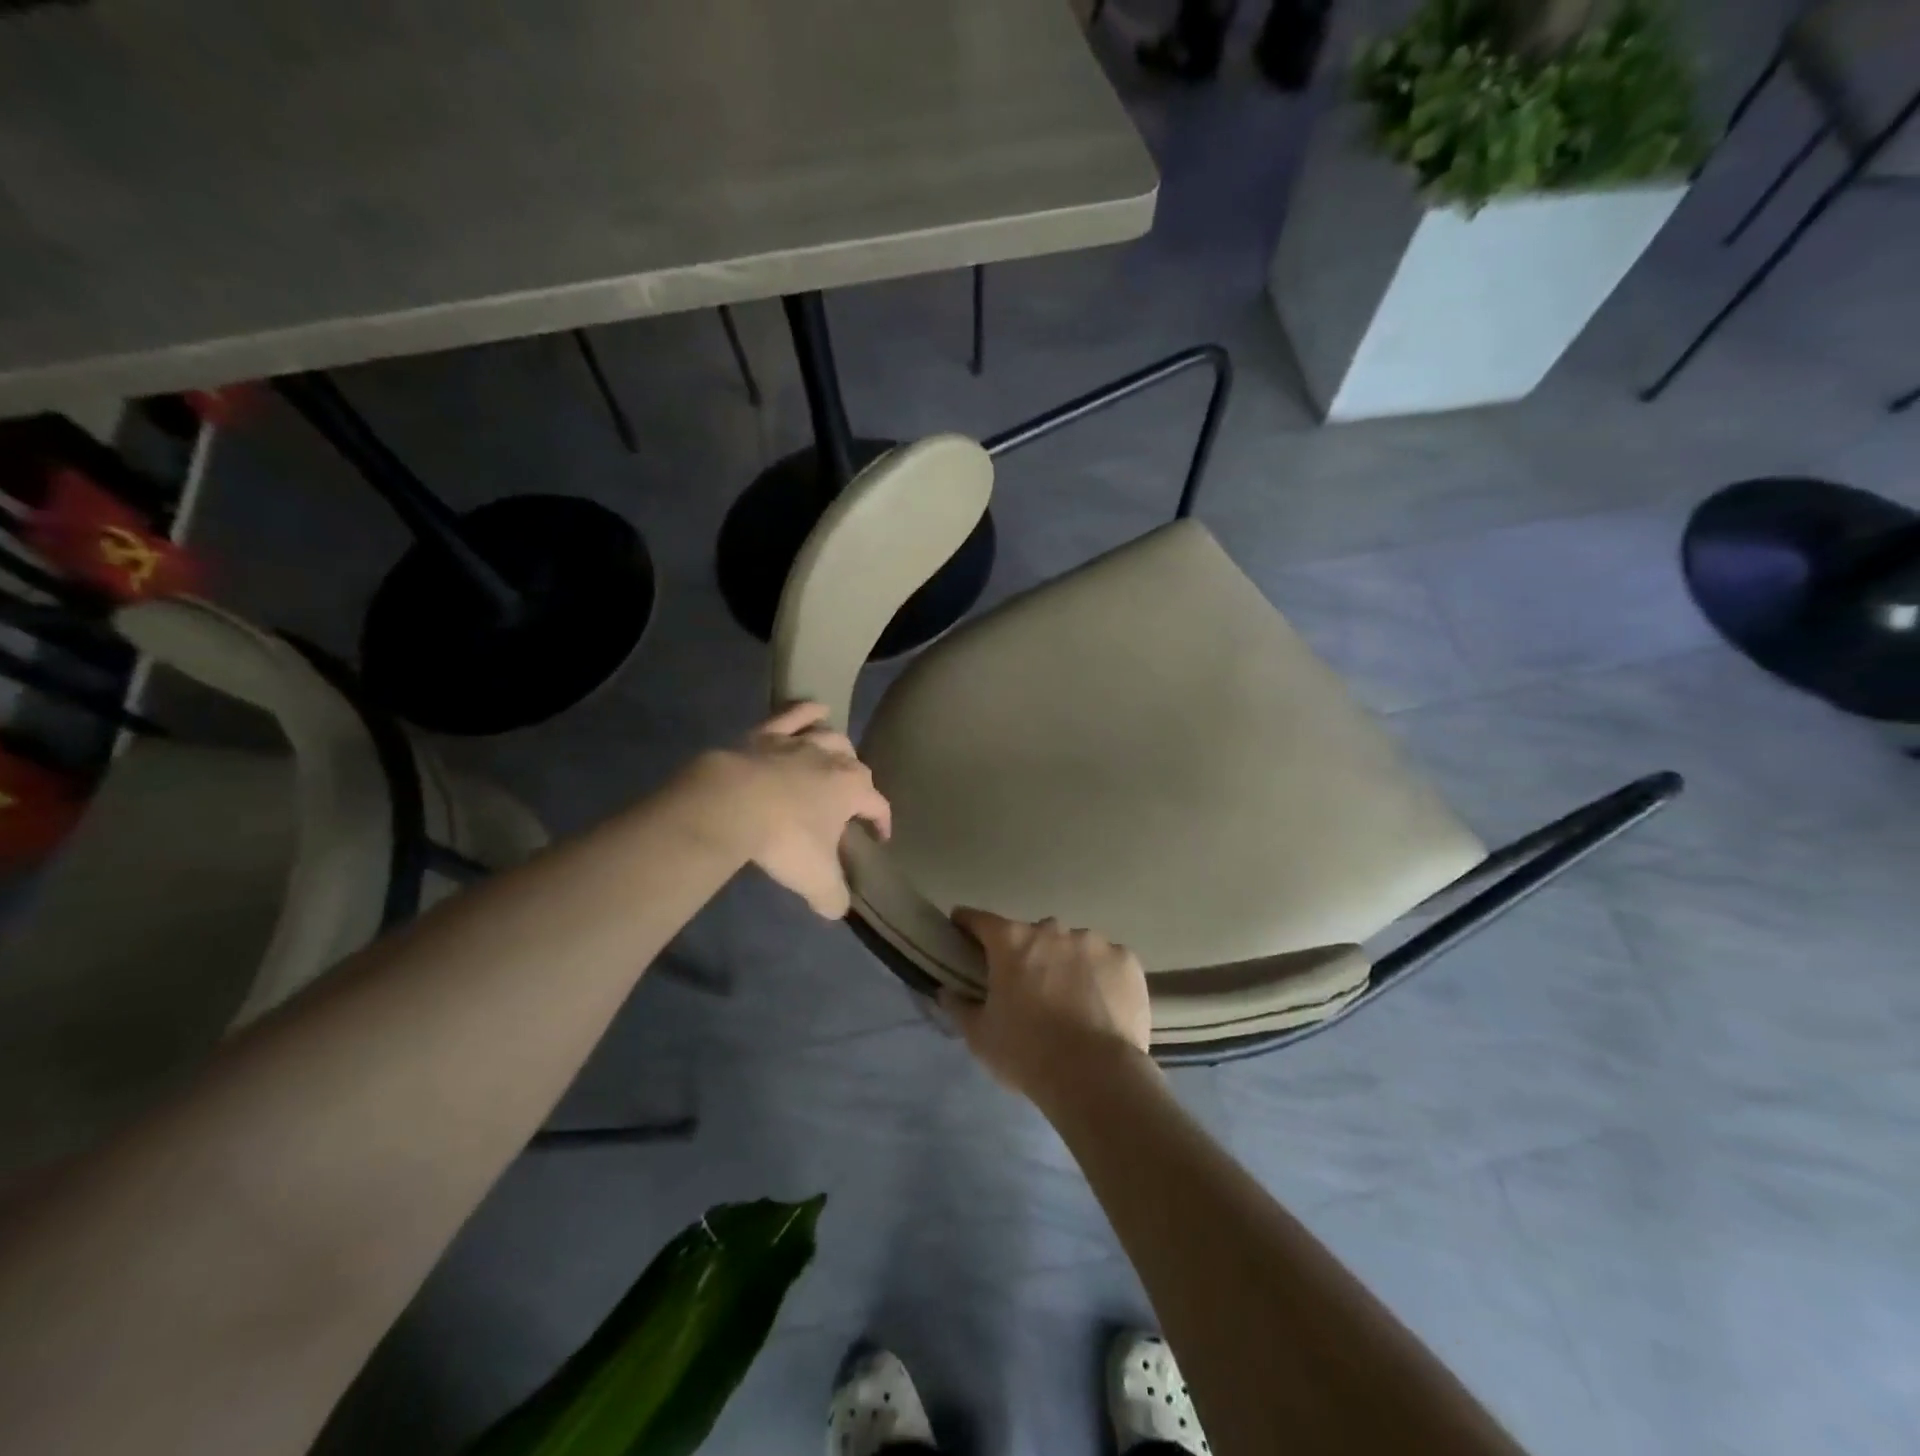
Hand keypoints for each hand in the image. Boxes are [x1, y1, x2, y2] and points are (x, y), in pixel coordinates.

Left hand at [704, 702, 890, 917]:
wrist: (732, 803)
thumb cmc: (784, 839)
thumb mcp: (816, 879)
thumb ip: (833, 896)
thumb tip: (837, 908)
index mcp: (853, 789)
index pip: (878, 805)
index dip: (882, 823)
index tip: (879, 839)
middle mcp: (834, 759)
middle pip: (856, 766)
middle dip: (858, 784)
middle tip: (848, 804)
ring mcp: (800, 741)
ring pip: (831, 736)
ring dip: (838, 746)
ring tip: (837, 757)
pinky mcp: (768, 733)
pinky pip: (795, 713)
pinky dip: (808, 710)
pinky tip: (817, 709)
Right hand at [941, 908, 1152, 1102]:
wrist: (1097, 1076)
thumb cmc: (1027, 1053)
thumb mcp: (980, 1036)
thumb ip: (959, 1007)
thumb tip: (946, 991)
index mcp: (1012, 942)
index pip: (980, 920)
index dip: (967, 923)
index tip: (961, 927)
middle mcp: (1052, 930)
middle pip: (1032, 935)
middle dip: (1027, 954)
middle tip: (1028, 987)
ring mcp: (1094, 942)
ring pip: (1073, 946)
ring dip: (1067, 964)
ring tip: (1072, 1001)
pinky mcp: (1127, 960)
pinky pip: (1107, 962)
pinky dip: (1101, 976)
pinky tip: (1102, 1005)